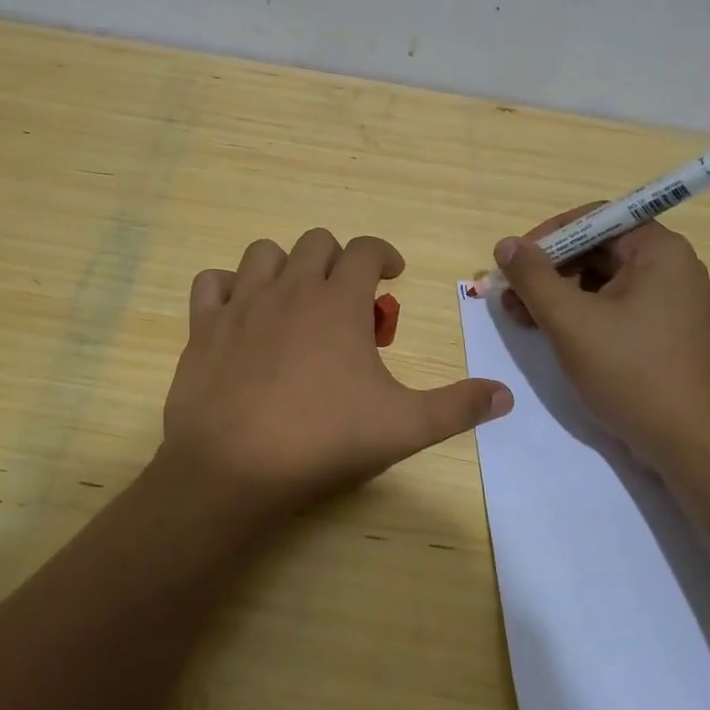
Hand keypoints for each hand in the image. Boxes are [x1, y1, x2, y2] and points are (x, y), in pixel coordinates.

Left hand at [160, 230, 511, 519]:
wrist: (234, 467)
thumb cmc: (323, 440)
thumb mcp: (403, 426)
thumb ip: (457, 407)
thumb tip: (506, 395)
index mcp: (338, 302)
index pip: (366, 249)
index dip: (384, 253)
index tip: (393, 274)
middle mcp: (290, 288)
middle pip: (316, 242)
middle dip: (338, 259)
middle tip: (347, 297)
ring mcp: (241, 304)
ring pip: (263, 253)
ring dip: (285, 265)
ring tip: (295, 298)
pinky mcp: (203, 326)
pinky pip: (210, 283)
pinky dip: (226, 287)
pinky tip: (238, 312)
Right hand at [492, 208, 709, 461]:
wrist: (692, 445)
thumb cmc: (631, 372)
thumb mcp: (570, 321)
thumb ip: (533, 277)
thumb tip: (506, 245)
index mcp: (659, 251)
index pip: (594, 219)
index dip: (548, 236)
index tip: (515, 262)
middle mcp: (672, 267)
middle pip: (597, 250)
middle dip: (549, 270)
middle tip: (511, 296)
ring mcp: (673, 302)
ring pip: (604, 282)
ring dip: (559, 295)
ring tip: (522, 319)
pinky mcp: (667, 333)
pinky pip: (617, 308)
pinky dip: (583, 315)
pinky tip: (553, 334)